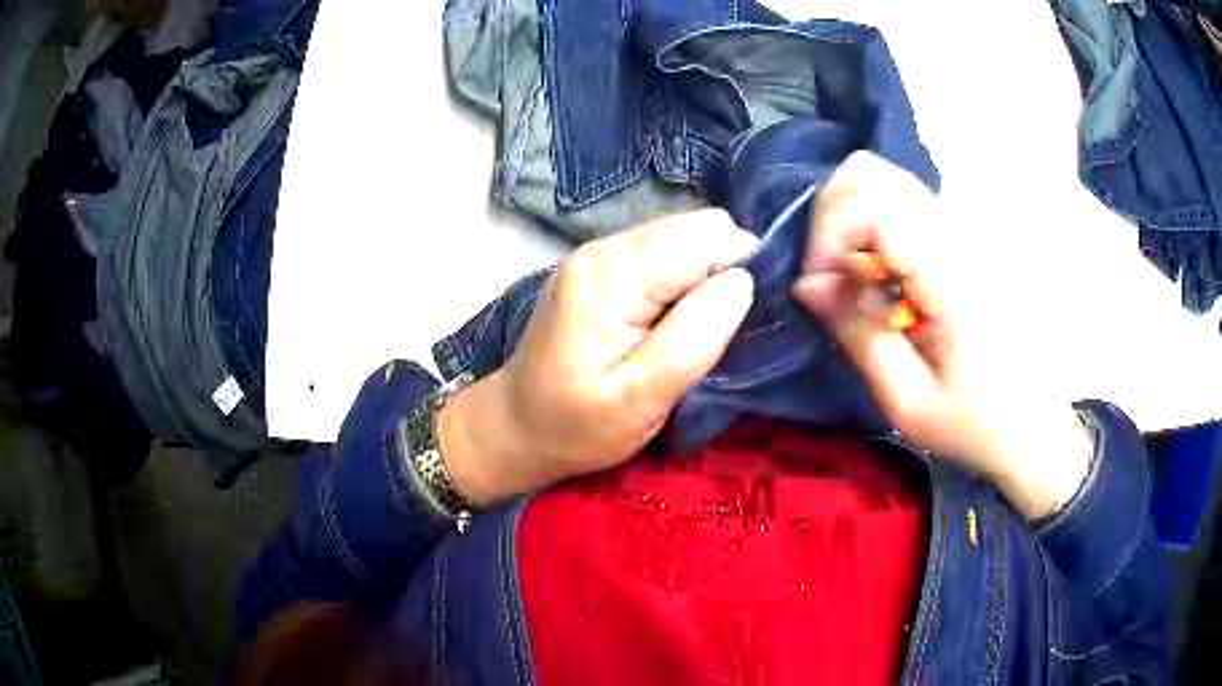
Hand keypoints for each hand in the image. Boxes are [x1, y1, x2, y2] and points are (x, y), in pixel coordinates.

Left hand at [440, 210, 757, 506]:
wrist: (515, 427)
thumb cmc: (578, 425)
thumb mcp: (642, 399)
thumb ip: (695, 338)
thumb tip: (742, 281)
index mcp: (611, 276)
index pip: (705, 235)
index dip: (734, 271)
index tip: (728, 324)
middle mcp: (602, 247)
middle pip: (695, 228)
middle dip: (719, 273)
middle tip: (704, 334)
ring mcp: (597, 252)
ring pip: (682, 237)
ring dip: (699, 279)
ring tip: (681, 332)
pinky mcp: (599, 265)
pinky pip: (661, 253)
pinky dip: (678, 282)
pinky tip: (663, 323)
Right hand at [792, 152, 1091, 519]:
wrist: (1034, 425)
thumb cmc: (975, 424)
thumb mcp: (908, 401)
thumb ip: (858, 333)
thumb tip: (807, 283)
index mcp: (950, 277)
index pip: (872, 203)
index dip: (828, 234)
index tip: (821, 287)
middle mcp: (959, 236)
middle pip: (871, 173)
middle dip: (830, 218)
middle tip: (831, 278)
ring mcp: (965, 230)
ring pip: (885, 178)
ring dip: (850, 219)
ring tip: (855, 279)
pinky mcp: (965, 236)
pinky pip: (903, 200)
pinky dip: (873, 224)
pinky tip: (882, 276)